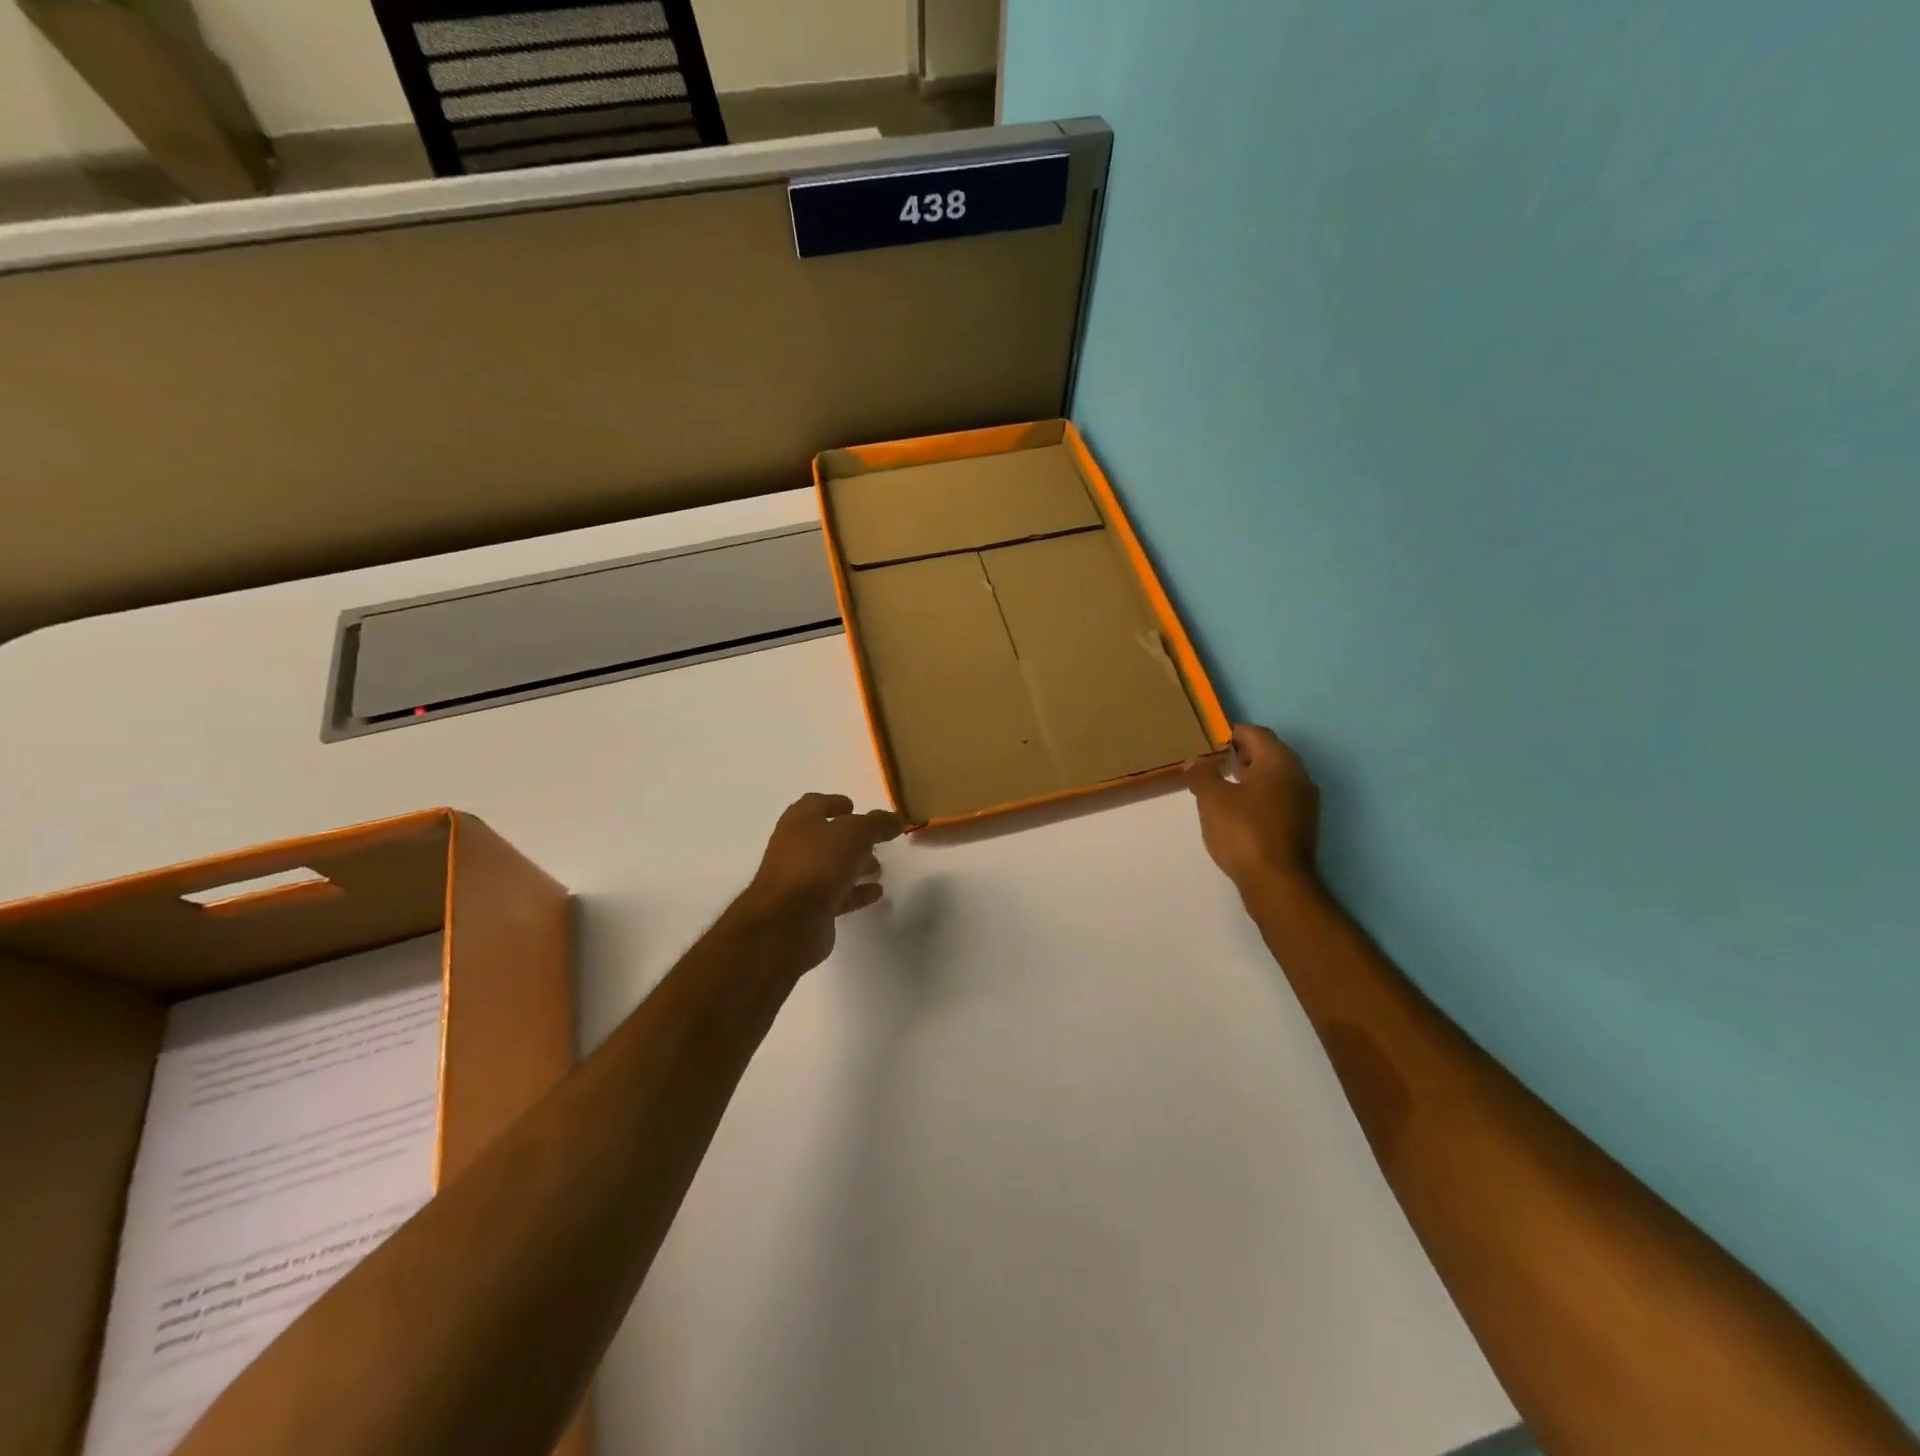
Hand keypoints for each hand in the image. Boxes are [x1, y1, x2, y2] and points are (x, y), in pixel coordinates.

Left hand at [734, 793, 904, 972]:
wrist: (787, 922)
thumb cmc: (817, 864)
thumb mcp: (854, 834)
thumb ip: (877, 824)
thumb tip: (896, 819)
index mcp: (799, 822)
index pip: (815, 803)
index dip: (835, 803)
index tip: (856, 807)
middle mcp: (795, 847)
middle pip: (825, 837)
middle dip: (851, 838)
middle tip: (875, 841)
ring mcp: (799, 880)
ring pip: (831, 867)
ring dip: (854, 865)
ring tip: (878, 867)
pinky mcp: (808, 909)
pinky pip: (836, 895)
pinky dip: (855, 892)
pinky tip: (876, 892)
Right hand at [1185, 725, 1320, 892]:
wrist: (1278, 882)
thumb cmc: (1243, 831)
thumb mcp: (1211, 799)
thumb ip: (1202, 774)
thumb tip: (1196, 761)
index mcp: (1279, 761)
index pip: (1257, 733)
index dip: (1234, 733)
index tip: (1213, 742)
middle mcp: (1299, 775)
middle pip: (1270, 753)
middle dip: (1244, 754)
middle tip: (1217, 763)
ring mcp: (1305, 802)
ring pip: (1277, 778)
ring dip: (1253, 777)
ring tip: (1225, 788)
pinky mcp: (1304, 825)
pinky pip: (1281, 798)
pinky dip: (1262, 797)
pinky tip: (1241, 813)